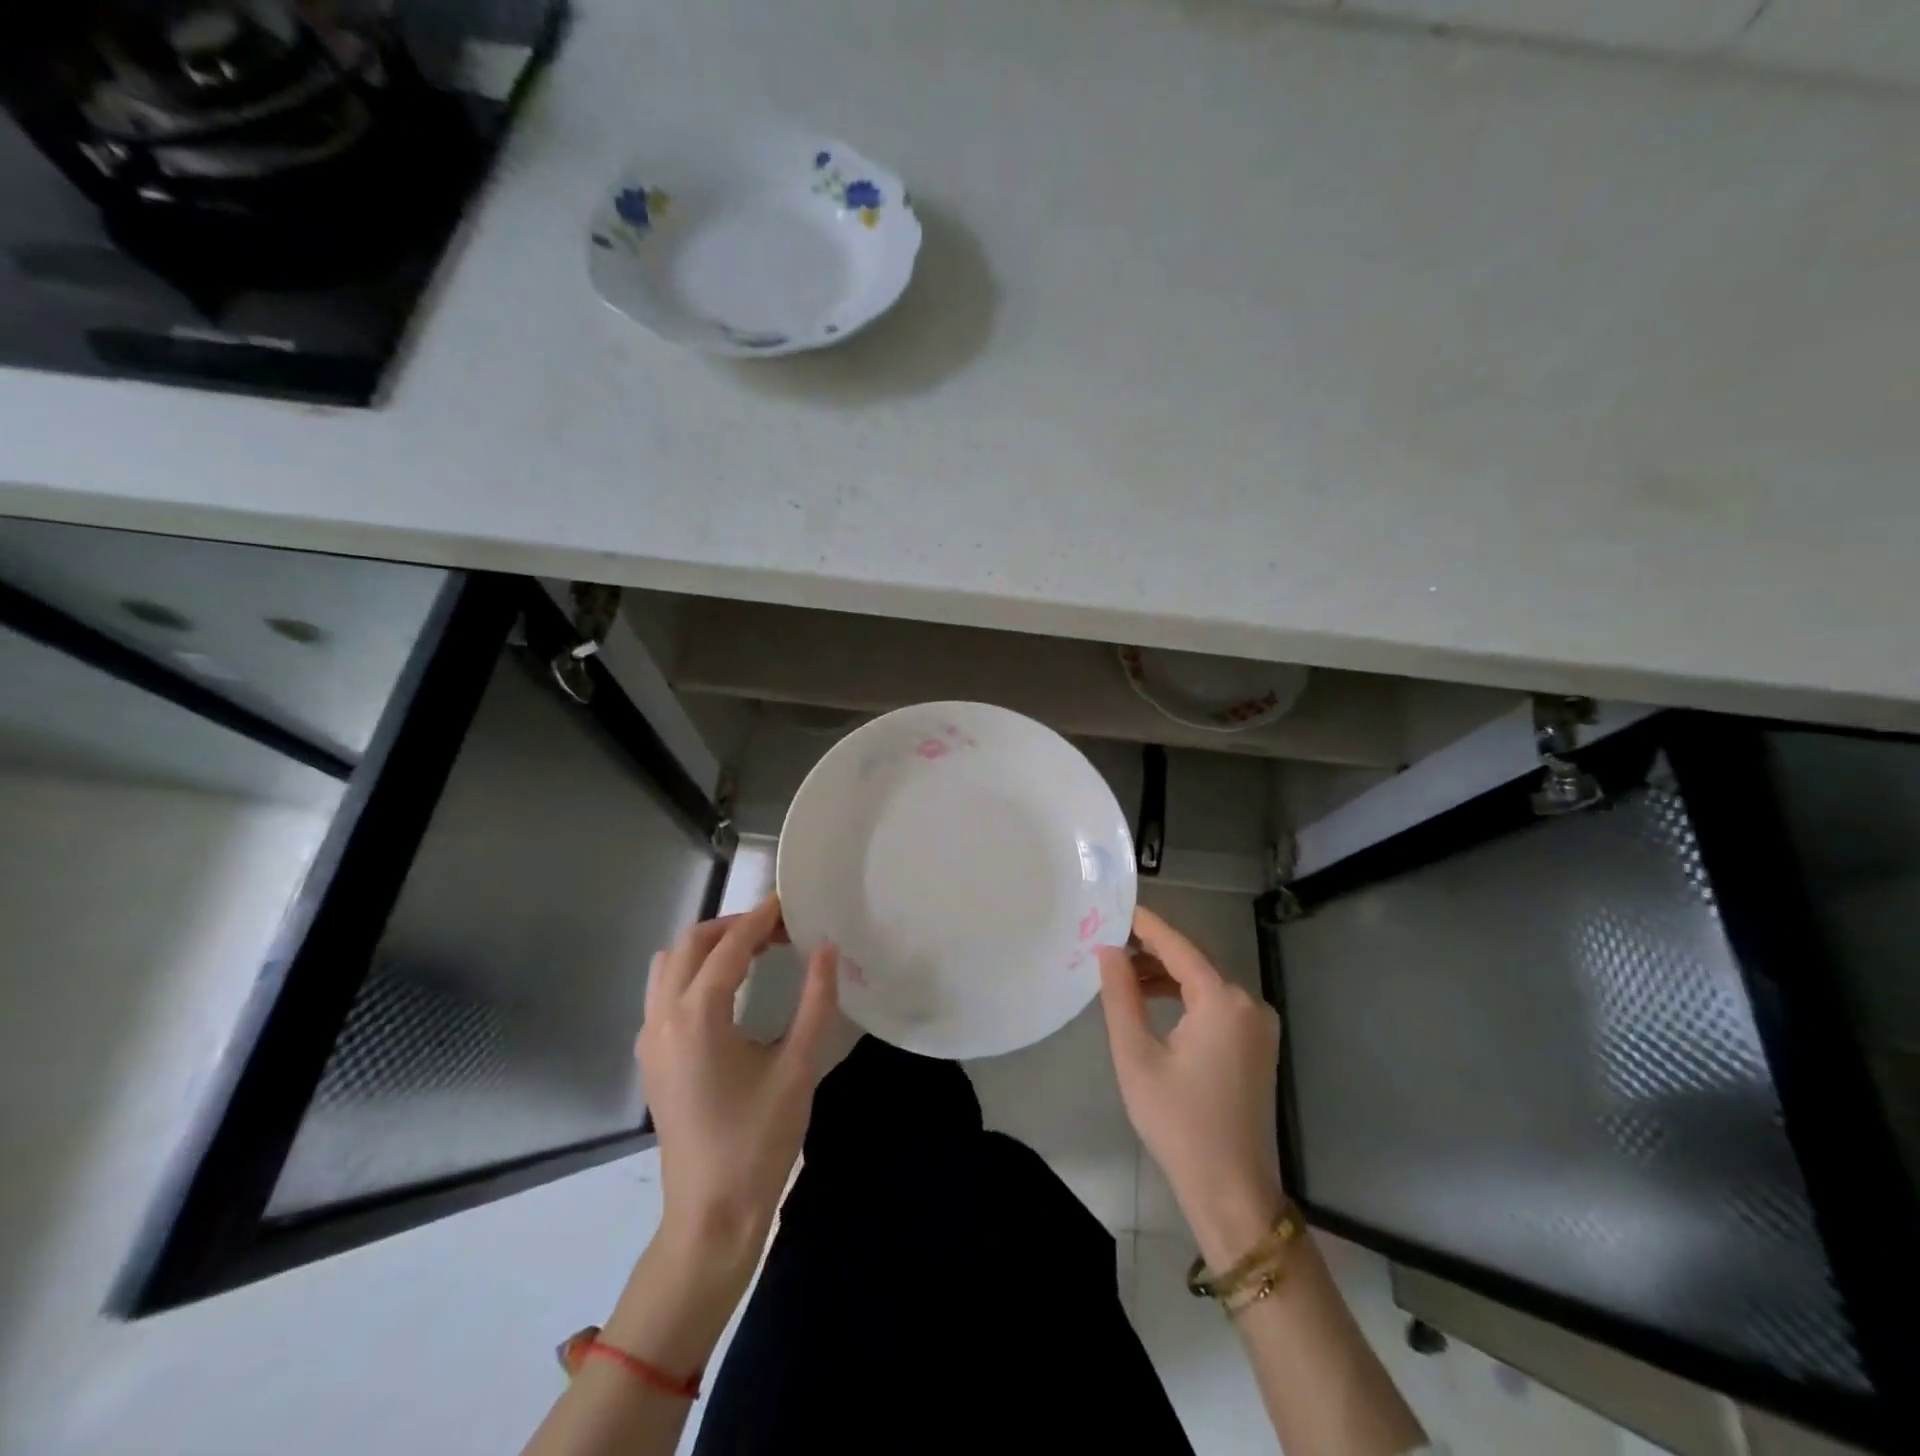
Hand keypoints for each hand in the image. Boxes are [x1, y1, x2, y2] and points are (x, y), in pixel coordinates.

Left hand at [636, 896, 839, 1268]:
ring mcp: (649, 1039)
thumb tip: (827, 947)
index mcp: (697, 1016)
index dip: (761, 919)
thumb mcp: (798, 1066)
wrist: (712, 1215)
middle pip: (689, 944)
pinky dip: (693, 972)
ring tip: (754, 952)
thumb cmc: (759, 1141)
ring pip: (669, 965)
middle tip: (778, 929)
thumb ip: (816, 1000)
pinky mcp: (651, 1058)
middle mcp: (662, 1018)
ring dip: (708, 947)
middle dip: (733, 926)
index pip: (729, 946)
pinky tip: (729, 990)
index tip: (791, 903)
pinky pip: (663, 992)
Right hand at [1097, 906, 1285, 1268]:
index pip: (1178, 946)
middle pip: (1192, 963)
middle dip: (1150, 952)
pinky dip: (1184, 998)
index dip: (1145, 925)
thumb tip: (1109, 949)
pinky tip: (1153, 1002)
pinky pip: (1216, 1005)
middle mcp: (1248, 1003)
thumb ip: (1121, 995)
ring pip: (1204, 983)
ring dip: (1165, 976)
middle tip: (1107, 944)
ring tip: (1122, 976)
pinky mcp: (1258, 1044)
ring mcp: (1258, 1025)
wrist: (1231, 1189)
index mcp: (1222, 1000)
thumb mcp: (1136, 1055)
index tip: (1115, 907)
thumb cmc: (1178, 1122)